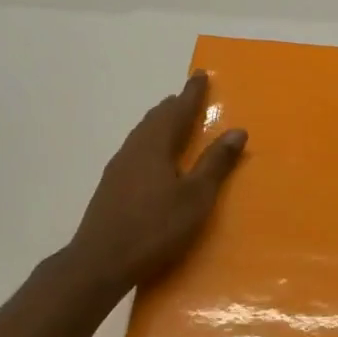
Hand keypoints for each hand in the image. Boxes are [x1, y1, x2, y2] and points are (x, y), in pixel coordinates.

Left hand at [66, 72, 246, 296]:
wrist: (100, 262)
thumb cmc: (154, 228)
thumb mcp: (195, 197)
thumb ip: (215, 163)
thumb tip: (237, 130)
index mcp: (155, 145)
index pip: (177, 110)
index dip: (192, 93)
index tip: (201, 75)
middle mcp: (134, 149)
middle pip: (156, 118)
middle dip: (174, 106)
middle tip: (189, 97)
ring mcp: (118, 168)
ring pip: (142, 134)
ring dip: (160, 124)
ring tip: (173, 123)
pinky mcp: (111, 187)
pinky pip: (135, 151)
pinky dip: (150, 143)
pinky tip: (152, 159)